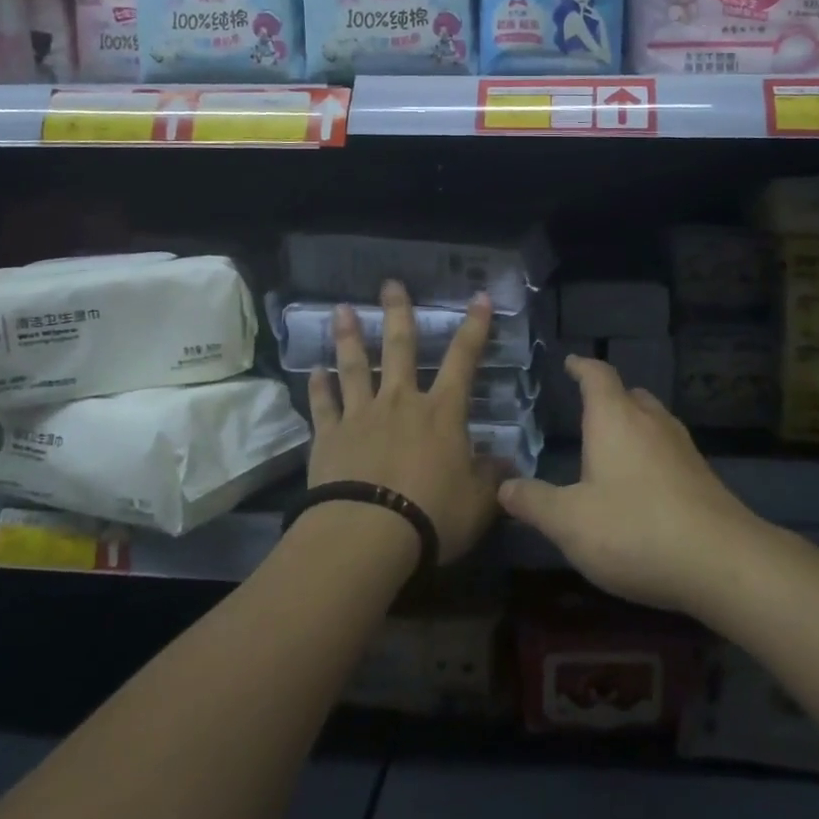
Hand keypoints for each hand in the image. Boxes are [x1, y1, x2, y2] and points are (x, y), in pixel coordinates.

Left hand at [306, 281, 499, 566]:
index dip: (474, 327)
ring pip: (354, 367)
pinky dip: (318, 387)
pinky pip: (323, 405)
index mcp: (442, 412)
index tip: (479, 297)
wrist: (368, 534)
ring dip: (349, 337)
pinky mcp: (329, 437)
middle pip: (399, 348)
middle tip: (390, 284)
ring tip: (342, 310)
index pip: (463, 359)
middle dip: (398, 313)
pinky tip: (313, 371)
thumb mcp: (478, 501)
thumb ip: (491, 477)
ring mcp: (360, 416)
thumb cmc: (432, 515)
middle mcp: (400, 402)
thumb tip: (505, 463)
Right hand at [497, 357, 760, 613]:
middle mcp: (651, 422)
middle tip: (587, 408)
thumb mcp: (570, 523)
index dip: (582, 366)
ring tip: (612, 444)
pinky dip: (650, 452)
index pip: (597, 376)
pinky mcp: (702, 475)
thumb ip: (534, 502)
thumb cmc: (635, 530)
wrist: (723, 562)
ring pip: (653, 419)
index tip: (570, 362)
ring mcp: (682, 447)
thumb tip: (503, 486)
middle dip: (608, 396)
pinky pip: (668, 448)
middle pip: (629, 393)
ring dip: (632, 423)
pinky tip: (642, 483)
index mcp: (615, 419)